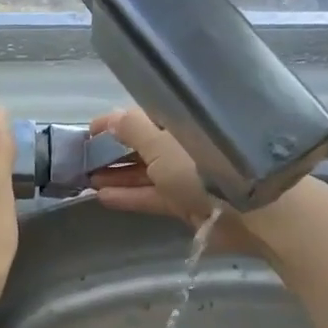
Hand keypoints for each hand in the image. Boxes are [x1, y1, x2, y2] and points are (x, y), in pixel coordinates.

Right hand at [87, 107, 217, 225]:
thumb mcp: (159, 143)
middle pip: (142, 145)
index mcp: (180, 122)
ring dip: (116, 175)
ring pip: (145, 171)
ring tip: (86, 180)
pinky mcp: (185, 201)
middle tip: (83, 160)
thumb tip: (111, 118)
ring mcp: (184, 175)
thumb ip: (132, 129)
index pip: (143, 117)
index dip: (115, 123)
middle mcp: (182, 145)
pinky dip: (129, 195)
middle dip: (113, 152)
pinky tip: (102, 197)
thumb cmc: (199, 165)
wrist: (244, 210)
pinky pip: (151, 194)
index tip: (88, 132)